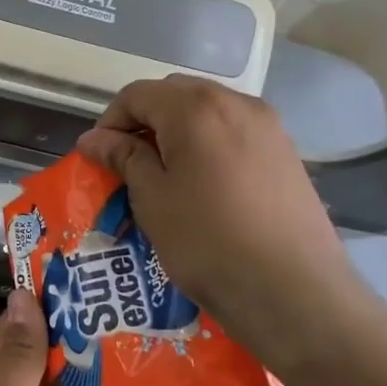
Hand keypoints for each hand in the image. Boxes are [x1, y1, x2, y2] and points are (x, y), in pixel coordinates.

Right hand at [76, 75, 380, 379]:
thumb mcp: (152, 197)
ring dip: (177, 132)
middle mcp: (235, 102)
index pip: (137, 95)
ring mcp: (268, 125)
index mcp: (195, 107)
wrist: (293, 291)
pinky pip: (234, 132)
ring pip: (207, 111)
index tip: (98, 158)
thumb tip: (93, 138)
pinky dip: (209, 145)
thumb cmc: (207, 240)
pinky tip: (204, 185)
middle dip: (144, 121)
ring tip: (165, 175)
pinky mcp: (286, 152)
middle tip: (128, 163)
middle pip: (175, 95)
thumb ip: (123, 156)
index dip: (109, 122)